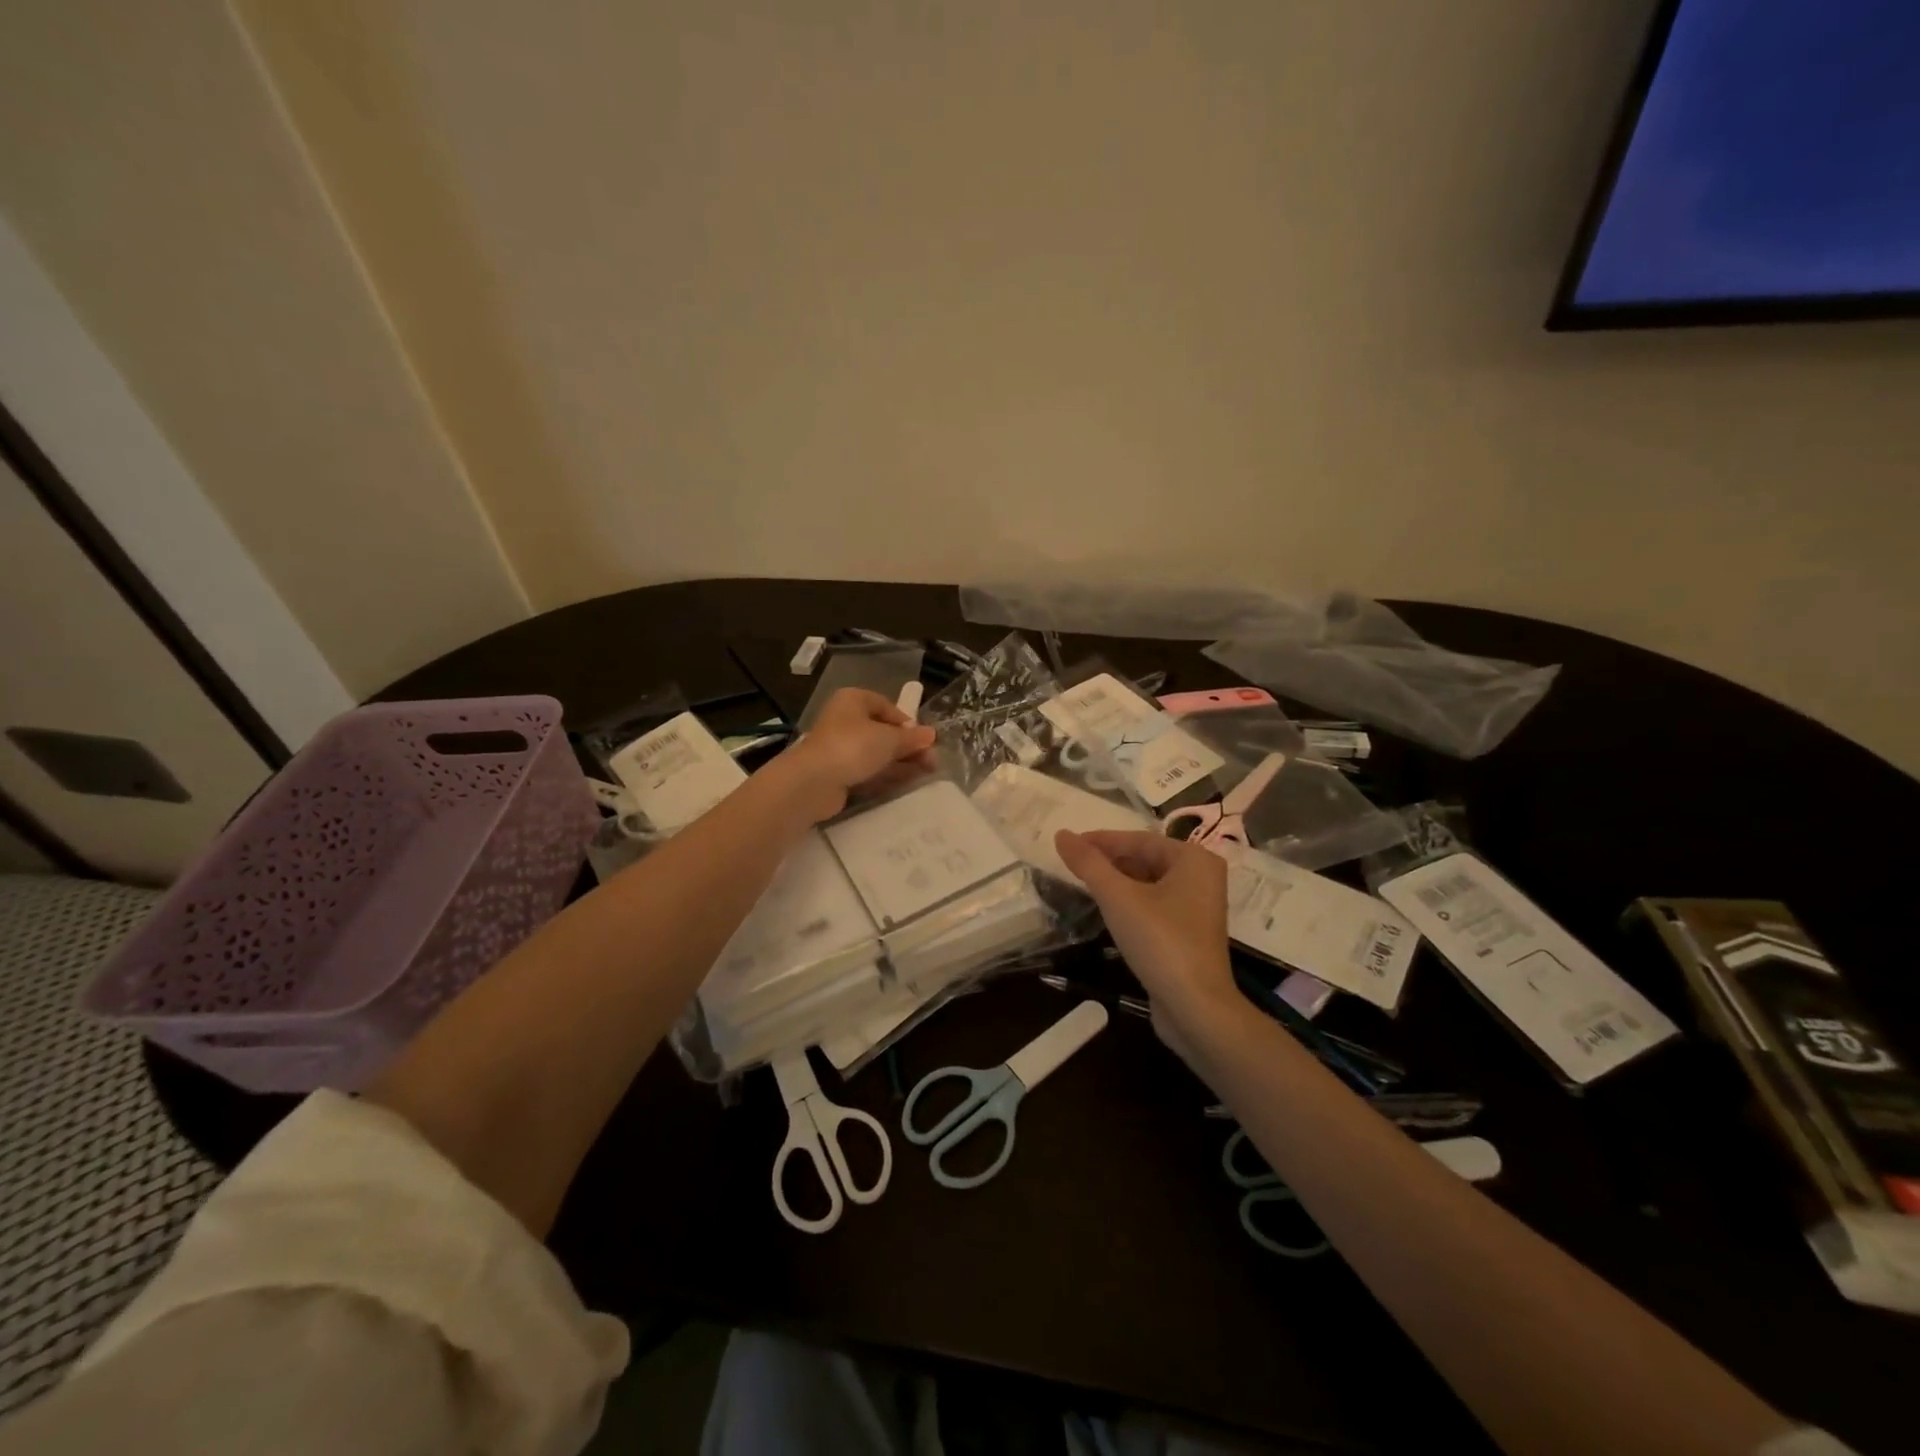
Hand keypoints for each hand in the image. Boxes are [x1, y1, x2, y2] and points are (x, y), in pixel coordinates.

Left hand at [783, 688, 936, 820]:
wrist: (813, 782)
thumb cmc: (853, 747)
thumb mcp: (889, 739)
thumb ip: (911, 738)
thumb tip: (931, 734)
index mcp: (853, 700)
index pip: (886, 706)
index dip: (907, 723)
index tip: (924, 740)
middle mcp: (845, 720)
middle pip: (882, 731)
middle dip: (907, 746)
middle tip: (931, 761)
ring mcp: (839, 748)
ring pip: (876, 753)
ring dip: (900, 762)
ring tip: (926, 774)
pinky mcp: (837, 772)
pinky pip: (867, 771)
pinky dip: (885, 776)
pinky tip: (904, 784)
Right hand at [1054, 829, 1240, 1051]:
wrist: (1196, 1008)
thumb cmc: (1160, 942)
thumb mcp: (1118, 898)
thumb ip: (1088, 864)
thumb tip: (1061, 834)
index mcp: (1193, 859)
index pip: (1138, 839)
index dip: (1100, 841)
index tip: (1067, 845)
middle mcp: (1202, 876)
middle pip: (1145, 858)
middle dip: (1109, 861)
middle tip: (1072, 866)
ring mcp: (1198, 906)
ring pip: (1149, 882)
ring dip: (1117, 882)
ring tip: (1083, 884)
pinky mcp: (1190, 932)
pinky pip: (1156, 904)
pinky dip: (1131, 902)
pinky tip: (1107, 910)